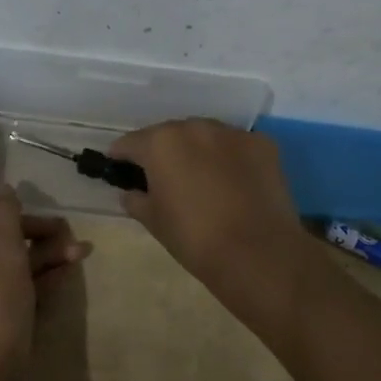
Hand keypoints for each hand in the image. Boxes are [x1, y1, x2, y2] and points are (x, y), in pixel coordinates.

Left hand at [0, 182, 80, 380]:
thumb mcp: (4, 259)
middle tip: (67, 232)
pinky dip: (39, 285)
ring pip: (11, 274)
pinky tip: (65, 277)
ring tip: (81, 252)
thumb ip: (5, 219)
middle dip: (34, 236)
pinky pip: (16, 299)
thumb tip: (1, 188)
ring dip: (44, 260)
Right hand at [107, 119, 304, 286]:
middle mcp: (194, 127)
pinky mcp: (262, 143)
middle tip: (163, 176)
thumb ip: (136, 200)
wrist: (257, 253)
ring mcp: (231, 132)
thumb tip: (130, 192)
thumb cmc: (194, 238)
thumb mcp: (154, 222)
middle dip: (163, 151)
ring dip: (198, 150)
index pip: (131, 142)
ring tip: (202, 177)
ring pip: (205, 136)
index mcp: (161, 143)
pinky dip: (231, 158)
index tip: (118, 166)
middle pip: (170, 134)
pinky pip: (236, 146)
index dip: (121, 155)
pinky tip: (234, 182)